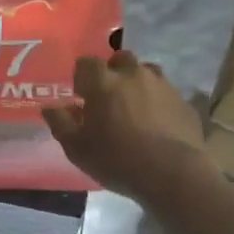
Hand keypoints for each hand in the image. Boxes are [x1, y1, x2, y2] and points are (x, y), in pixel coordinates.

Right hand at [42, 51, 217, 204]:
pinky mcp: (184, 101)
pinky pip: (166, 93)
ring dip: (137, 83)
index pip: (86, 62)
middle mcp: (133, 74)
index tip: (81, 95)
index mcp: (103, 82)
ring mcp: (162, 85)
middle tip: (109, 98)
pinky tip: (157, 123)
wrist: (172, 173)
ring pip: (146, 72)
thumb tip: (50, 107)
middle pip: (120, 59)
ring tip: (134, 107)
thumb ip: (60, 123)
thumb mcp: (77, 148)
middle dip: (112, 72)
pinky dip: (158, 101)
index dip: (81, 76)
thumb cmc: (117, 160)